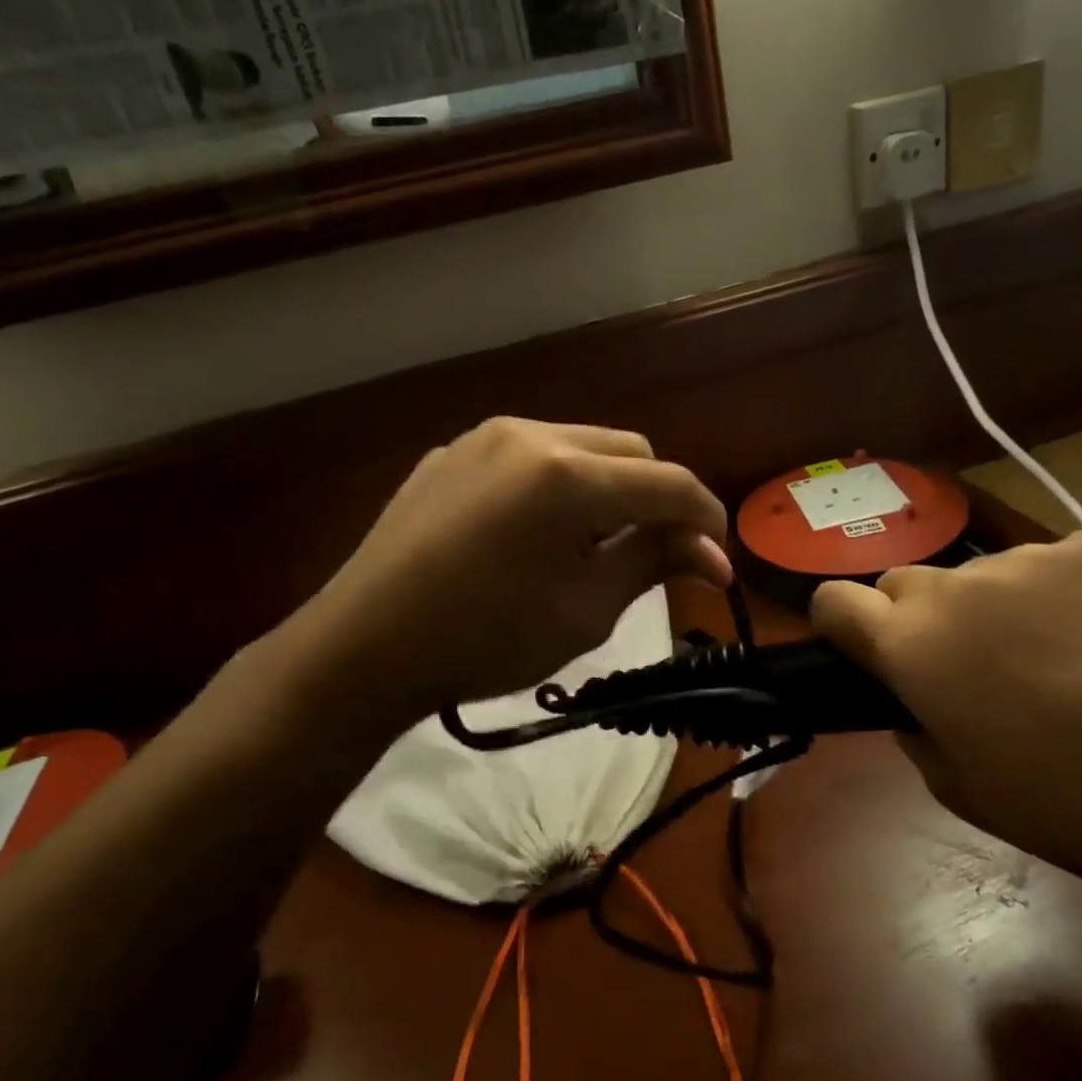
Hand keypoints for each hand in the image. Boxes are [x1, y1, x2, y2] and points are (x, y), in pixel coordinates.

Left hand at [257, 419, 730, 734]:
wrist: (364, 647)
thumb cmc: (486, 641)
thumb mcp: (586, 611)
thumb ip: (654, 562)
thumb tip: (711, 553)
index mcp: (570, 475)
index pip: (669, 483)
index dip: (706, 520)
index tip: (717, 562)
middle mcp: (532, 434)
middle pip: (630, 451)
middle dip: (656, 499)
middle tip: (655, 554)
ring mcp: (485, 437)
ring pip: (580, 446)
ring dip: (608, 488)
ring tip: (594, 544)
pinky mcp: (452, 452)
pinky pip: (528, 456)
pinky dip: (556, 485)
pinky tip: (537, 532)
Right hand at [812, 530, 1081, 894]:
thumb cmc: (1080, 809)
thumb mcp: (966, 792)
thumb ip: (918, 731)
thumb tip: (919, 699)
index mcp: (913, 645)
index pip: (832, 600)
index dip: (840, 625)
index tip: (867, 653)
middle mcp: (959, 585)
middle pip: (907, 582)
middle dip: (920, 619)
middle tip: (973, 670)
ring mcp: (1035, 557)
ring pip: (987, 573)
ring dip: (999, 606)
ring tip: (1064, 659)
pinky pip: (1060, 563)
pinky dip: (1068, 593)